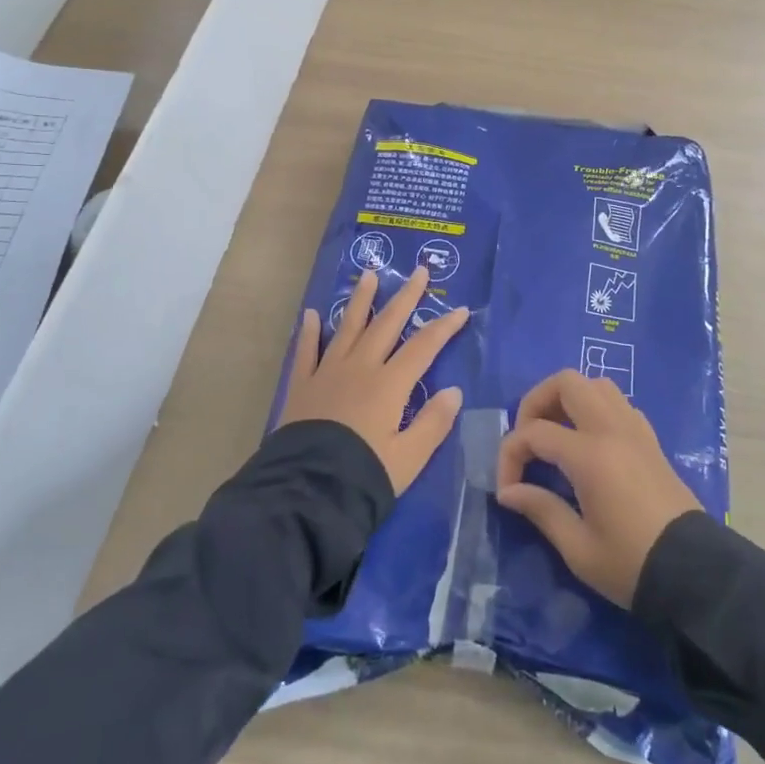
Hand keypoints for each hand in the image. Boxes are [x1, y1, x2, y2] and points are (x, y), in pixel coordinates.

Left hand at [280, 265, 469, 493]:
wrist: (307, 492)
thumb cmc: (365, 475)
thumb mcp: (409, 458)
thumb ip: (433, 422)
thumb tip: (453, 390)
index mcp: (390, 384)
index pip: (424, 346)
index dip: (444, 326)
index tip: (461, 309)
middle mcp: (360, 367)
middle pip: (387, 323)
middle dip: (406, 296)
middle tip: (420, 271)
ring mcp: (328, 372)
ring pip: (348, 327)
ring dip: (360, 299)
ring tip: (368, 274)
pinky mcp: (303, 386)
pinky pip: (307, 351)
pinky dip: (310, 332)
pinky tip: (312, 313)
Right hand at [494, 370, 702, 607]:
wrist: (696, 574)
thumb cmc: (632, 564)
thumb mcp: (578, 548)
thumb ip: (540, 509)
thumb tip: (508, 491)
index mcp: (591, 455)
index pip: (534, 432)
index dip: (510, 455)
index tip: (507, 490)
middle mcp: (612, 429)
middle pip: (567, 382)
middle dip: (536, 403)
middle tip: (527, 439)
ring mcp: (635, 430)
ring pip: (596, 385)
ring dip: (568, 399)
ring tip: (555, 435)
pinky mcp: (650, 440)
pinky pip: (618, 403)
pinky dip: (595, 409)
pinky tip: (588, 443)